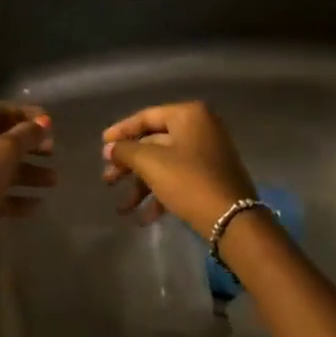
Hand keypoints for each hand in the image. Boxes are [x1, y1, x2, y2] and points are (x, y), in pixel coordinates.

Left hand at [0, 102, 54, 292]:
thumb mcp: (1, 154)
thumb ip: (25, 136)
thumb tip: (43, 123)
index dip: (26, 114)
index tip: (52, 124)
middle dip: (28, 145)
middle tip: (53, 152)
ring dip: (26, 172)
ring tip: (53, 181)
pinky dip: (13, 195)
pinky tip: (36, 204)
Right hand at [101, 101, 256, 237]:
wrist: (233, 221)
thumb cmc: (189, 182)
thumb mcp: (151, 163)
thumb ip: (126, 151)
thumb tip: (110, 148)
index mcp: (189, 115)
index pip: (146, 117)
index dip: (121, 131)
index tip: (102, 147)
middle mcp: (200, 128)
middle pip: (154, 142)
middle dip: (128, 164)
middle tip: (108, 180)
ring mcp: (207, 154)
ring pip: (164, 164)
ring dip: (141, 185)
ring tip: (122, 208)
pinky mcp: (210, 178)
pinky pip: (178, 179)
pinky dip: (159, 194)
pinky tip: (143, 218)